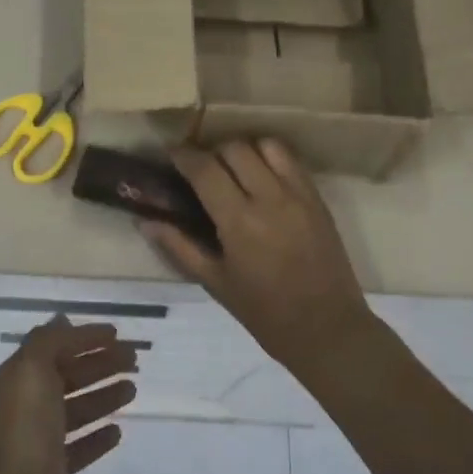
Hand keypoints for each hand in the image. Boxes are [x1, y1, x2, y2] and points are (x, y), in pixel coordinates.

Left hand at [0, 319, 139, 473]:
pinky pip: (79, 446)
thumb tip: (62, 320)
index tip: (118, 334)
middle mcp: (25, 405)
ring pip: (76, 409)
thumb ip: (49, 342)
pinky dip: (97, 436)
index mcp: (17, 378)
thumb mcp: (32, 371)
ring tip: (133, 389)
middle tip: (135, 361)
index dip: (85, 338)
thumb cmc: (26, 431)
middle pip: (68, 376)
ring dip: (103, 396)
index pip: (55, 347)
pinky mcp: (52, 471)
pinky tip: (117, 432)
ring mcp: (38, 440)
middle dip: (101, 364)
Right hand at [142, 139, 373, 374]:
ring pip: (266, 145)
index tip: (172, 153)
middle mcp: (269, 198)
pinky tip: (262, 176)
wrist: (327, 328)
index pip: (205, 169)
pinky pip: (291, 160)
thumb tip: (145, 222)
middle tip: (202, 168)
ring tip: (234, 168)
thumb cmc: (264, 312)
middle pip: (234, 148)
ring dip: (244, 149)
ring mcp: (298, 195)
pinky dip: (271, 157)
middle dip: (212, 151)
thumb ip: (179, 246)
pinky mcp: (318, 198)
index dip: (183, 155)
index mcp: (238, 221)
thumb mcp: (215, 282)